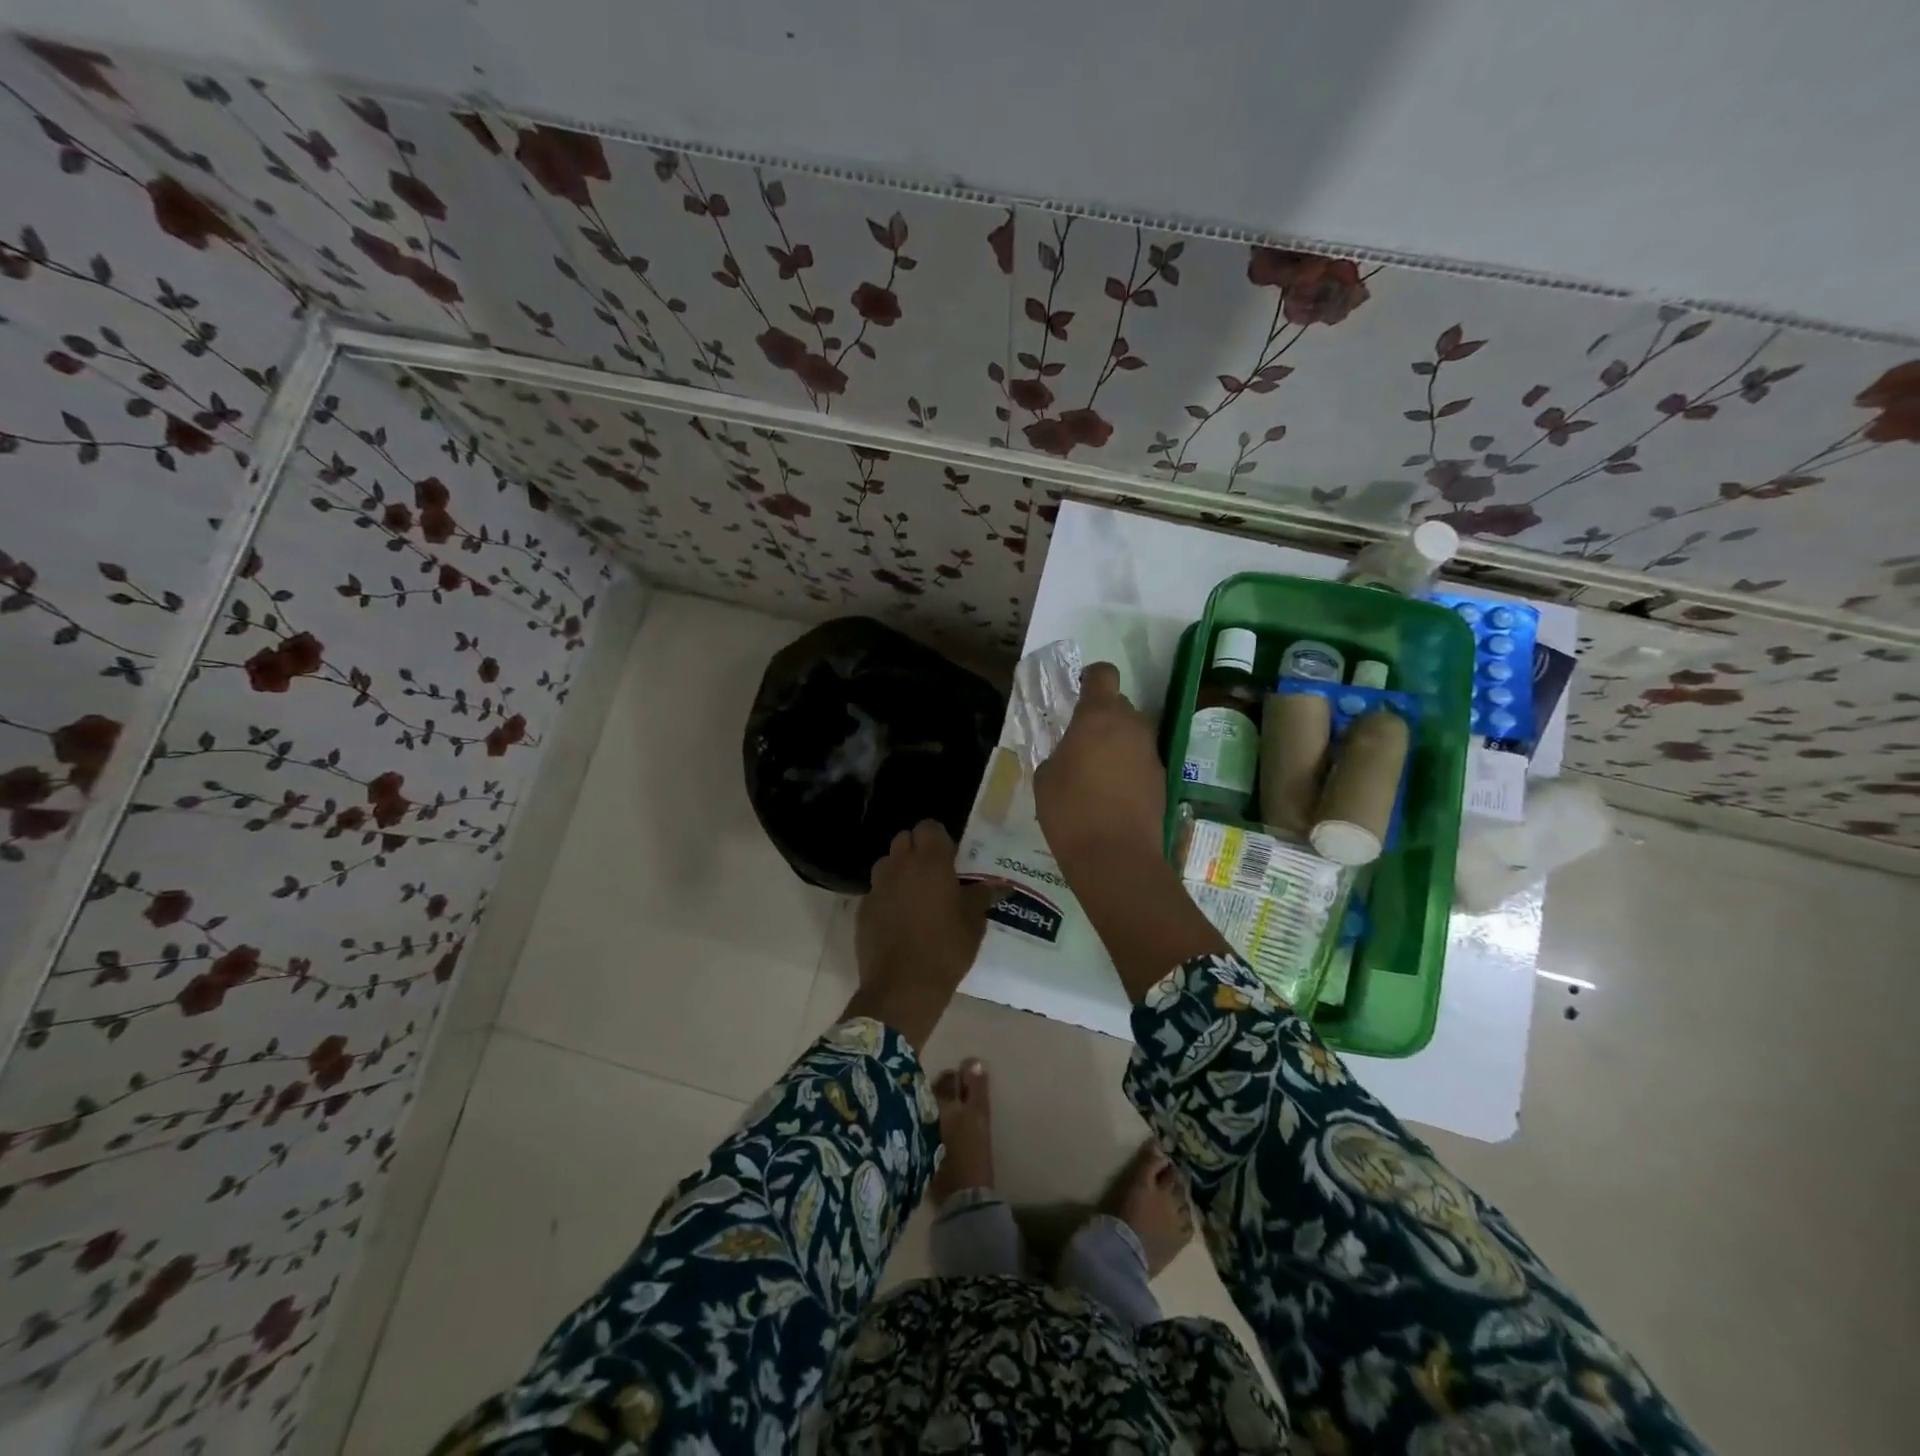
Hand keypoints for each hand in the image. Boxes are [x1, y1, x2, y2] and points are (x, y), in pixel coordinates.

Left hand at [847, 821, 1004, 1048]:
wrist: (903, 986)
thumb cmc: (946, 949)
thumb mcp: (973, 923)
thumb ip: (982, 897)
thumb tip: (998, 885)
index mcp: (930, 862)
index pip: (929, 827)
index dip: (939, 838)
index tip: (950, 856)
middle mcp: (900, 866)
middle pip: (904, 840)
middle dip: (917, 849)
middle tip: (933, 873)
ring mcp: (877, 887)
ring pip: (886, 863)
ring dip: (898, 870)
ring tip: (914, 894)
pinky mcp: (863, 909)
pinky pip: (876, 891)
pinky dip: (887, 896)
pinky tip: (898, 919)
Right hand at [1033, 662, 1228, 1000]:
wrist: (1116, 857)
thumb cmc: (1070, 810)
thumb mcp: (1045, 776)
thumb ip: (1059, 752)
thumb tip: (1072, 753)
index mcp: (1099, 715)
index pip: (1102, 674)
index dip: (1090, 678)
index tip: (1078, 693)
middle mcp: (1132, 725)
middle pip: (1119, 705)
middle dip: (1101, 718)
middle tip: (1080, 743)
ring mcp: (1151, 753)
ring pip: (1132, 734)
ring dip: (1115, 744)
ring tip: (1094, 773)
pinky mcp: (1161, 779)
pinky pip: (1140, 761)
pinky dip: (1127, 769)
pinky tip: (1110, 795)